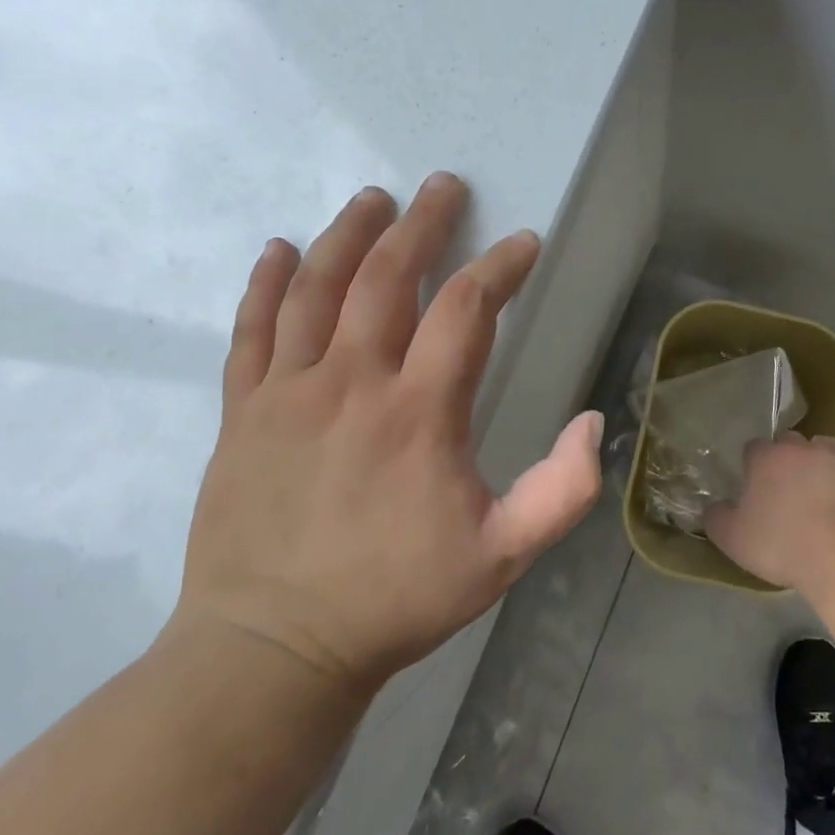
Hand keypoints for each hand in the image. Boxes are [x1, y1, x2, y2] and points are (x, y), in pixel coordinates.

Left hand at [172, 174, 602, 694]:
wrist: (271, 648)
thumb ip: (560, 490)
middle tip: (442, 186)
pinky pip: (251, 330)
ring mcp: (288, 392)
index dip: (499, 268)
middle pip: (387, 277)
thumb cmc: (395, 599)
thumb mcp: (501, 557)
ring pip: (316, 288)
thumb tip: (591, 421)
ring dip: (348, 234)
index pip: (466, 310)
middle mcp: (351, 382)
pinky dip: (265, 284)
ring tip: (373, 199)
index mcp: (419, 412)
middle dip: (422, 224)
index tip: (522, 245)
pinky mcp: (243, 411)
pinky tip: (278, 251)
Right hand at [705, 434, 834, 598]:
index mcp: (768, 457)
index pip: (753, 448)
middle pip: (790, 443)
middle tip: (785, 492)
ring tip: (818, 496)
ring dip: (818, 466)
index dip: (752, 466)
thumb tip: (713, 507)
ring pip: (824, 451)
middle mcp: (803, 449)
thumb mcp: (733, 539)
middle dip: (786, 460)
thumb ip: (717, 517)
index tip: (754, 489)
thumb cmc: (782, 544)